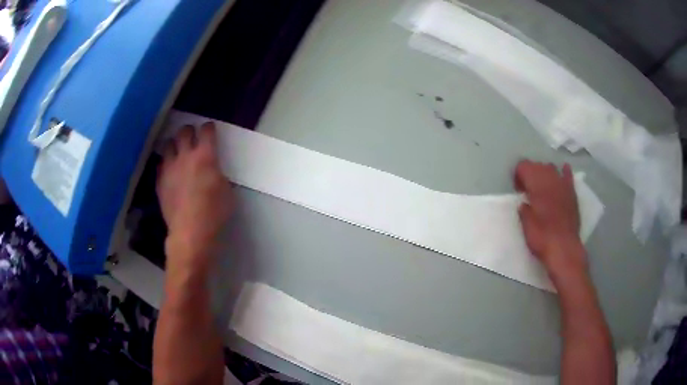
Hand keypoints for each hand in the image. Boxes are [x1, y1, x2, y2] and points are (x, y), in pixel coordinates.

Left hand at [157, 122, 233, 272]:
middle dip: (189, 131)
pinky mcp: (160, 181)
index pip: (206, 131)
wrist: (190, 233)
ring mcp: (169, 168)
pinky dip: (166, 163)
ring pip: (168, 145)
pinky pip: (160, 164)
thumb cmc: (214, 213)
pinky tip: (170, 170)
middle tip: (192, 137)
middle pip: (184, 132)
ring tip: (178, 151)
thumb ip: (218, 174)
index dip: (209, 128)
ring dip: (174, 145)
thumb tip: (212, 171)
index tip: (210, 129)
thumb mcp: (227, 192)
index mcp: (205, 156)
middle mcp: (185, 157)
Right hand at [514, 160, 586, 278]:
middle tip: (527, 190)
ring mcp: (563, 186)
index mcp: (537, 187)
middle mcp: (550, 181)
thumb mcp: (526, 226)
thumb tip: (524, 203)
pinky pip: (568, 176)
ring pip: (552, 168)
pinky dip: (564, 172)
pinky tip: (563, 170)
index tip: (518, 190)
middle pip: (538, 165)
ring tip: (541, 186)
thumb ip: (524, 210)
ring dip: (544, 172)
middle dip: (530, 173)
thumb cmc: (542, 238)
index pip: (524, 166)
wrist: (564, 249)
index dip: (518, 175)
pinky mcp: (572, 194)